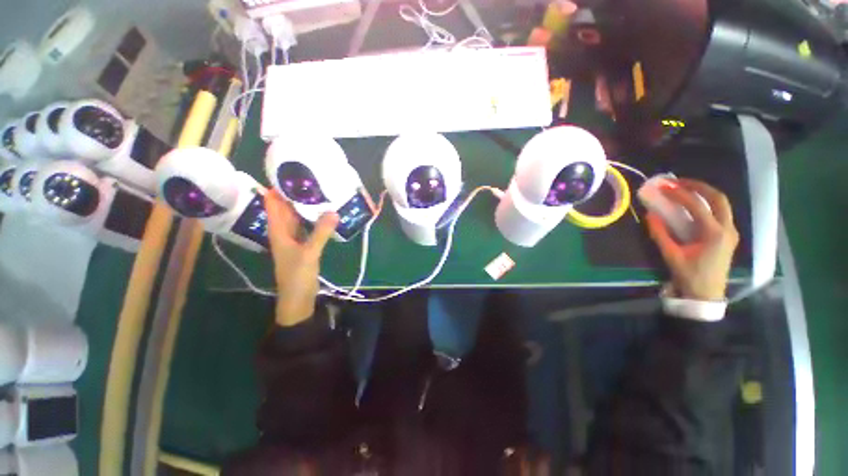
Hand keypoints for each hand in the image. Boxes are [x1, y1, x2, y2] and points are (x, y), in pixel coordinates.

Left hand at [265, 191, 337, 326]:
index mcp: (278, 231)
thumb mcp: (309, 253)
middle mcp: (283, 232)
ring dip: (303, 206)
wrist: (298, 298)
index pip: (273, 205)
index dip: (275, 189)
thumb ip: (321, 232)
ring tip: (316, 191)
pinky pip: (306, 227)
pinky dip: (312, 219)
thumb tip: (334, 212)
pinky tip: (323, 213)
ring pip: (296, 217)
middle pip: (285, 209)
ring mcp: (294, 239)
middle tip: (307, 178)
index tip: (286, 173)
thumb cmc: (297, 275)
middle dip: (292, 194)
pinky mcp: (304, 245)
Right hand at [645, 179, 739, 300]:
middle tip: (678, 182)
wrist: (706, 295)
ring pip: (722, 204)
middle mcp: (727, 229)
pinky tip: (694, 205)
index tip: (664, 186)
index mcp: (714, 234)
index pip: (697, 206)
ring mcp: (731, 232)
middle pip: (718, 198)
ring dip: (704, 193)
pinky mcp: (728, 236)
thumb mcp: (671, 255)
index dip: (679, 194)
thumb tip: (651, 215)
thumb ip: (660, 234)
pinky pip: (720, 212)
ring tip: (685, 189)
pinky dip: (707, 203)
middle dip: (698, 186)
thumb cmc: (689, 276)